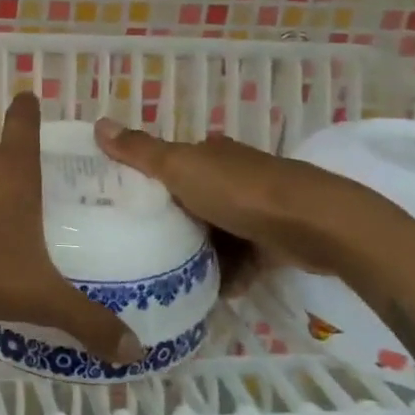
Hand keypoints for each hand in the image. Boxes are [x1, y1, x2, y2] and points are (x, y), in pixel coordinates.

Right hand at [93, 118, 388, 276]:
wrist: (317, 225)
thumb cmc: (240, 191)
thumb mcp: (179, 168)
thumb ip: (140, 152)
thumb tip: (98, 122)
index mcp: (209, 153)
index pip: (170, 162)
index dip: (147, 178)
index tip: (123, 203)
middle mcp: (233, 174)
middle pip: (191, 198)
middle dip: (171, 220)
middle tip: (141, 245)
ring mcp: (257, 207)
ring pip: (216, 231)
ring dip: (199, 253)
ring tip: (171, 276)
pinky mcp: (276, 239)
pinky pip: (243, 258)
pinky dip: (229, 274)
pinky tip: (212, 291)